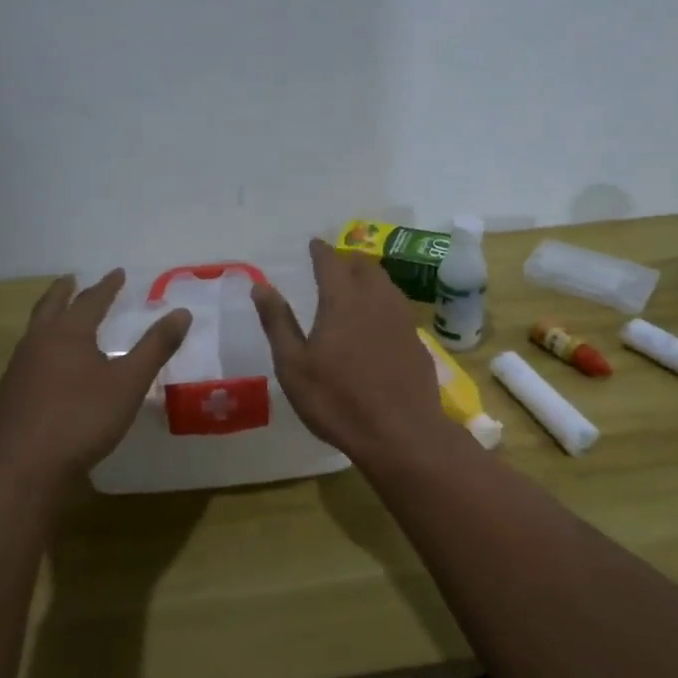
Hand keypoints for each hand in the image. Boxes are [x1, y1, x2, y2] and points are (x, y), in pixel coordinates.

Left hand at [0, 270, 192, 491]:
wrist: (23, 468)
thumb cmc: (82, 419)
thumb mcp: (129, 383)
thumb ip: (155, 347)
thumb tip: (182, 312)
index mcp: (67, 334)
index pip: (90, 300)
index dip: (107, 286)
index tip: (117, 273)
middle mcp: (37, 344)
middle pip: (50, 307)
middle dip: (64, 291)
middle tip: (71, 279)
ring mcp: (17, 370)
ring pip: (34, 333)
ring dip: (48, 319)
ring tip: (59, 318)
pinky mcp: (8, 396)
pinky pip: (26, 360)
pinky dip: (40, 350)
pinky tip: (46, 368)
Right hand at [252, 238, 451, 459]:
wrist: (401, 433)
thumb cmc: (337, 400)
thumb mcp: (294, 365)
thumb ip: (277, 322)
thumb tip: (260, 286)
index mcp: (342, 300)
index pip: (330, 262)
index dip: (320, 251)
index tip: (314, 244)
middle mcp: (376, 300)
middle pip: (363, 266)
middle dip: (347, 260)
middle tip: (334, 263)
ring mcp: (402, 319)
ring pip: (385, 283)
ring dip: (369, 277)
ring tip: (356, 285)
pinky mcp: (417, 341)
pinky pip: (398, 307)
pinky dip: (384, 301)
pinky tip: (379, 319)